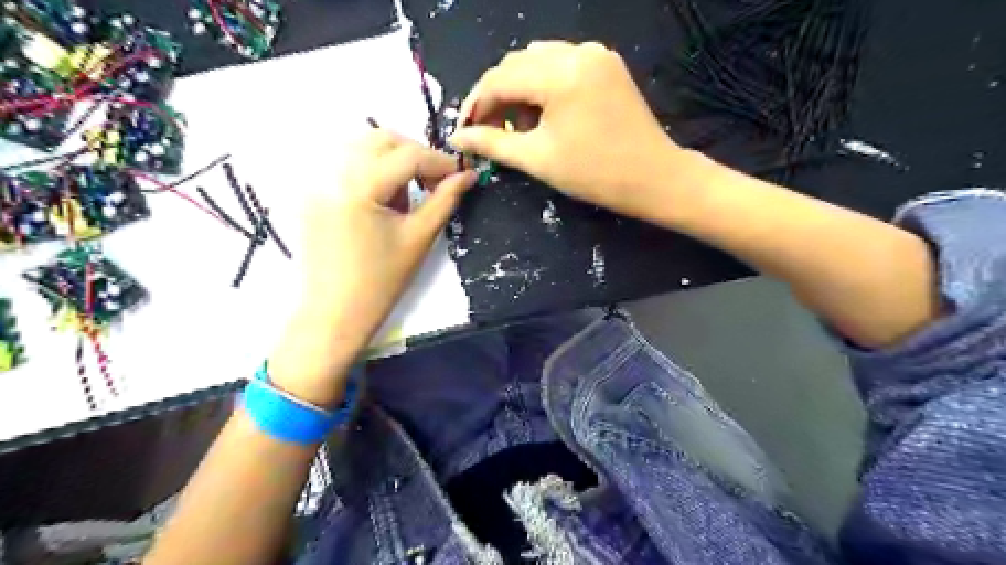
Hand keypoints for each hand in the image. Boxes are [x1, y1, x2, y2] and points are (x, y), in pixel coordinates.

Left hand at [270, 130, 475, 408]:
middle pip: (380, 138)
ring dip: (392, 159)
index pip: (407, 155)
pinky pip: (345, 163)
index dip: (439, 161)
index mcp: (358, 187)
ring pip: (360, 146)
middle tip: (433, 181)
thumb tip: (468, 175)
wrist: (334, 313)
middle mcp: (330, 173)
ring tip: (406, 195)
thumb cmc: (381, 282)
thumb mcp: (419, 238)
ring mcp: (316, 181)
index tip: (460, 174)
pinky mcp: (312, 193)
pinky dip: (371, 170)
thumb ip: (444, 200)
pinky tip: (382, 200)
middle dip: (414, 153)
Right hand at [452, 39, 688, 217]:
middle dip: (496, 97)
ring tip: (518, 126)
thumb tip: (457, 138)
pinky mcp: (605, 63)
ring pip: (537, 61)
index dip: (476, 105)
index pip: (499, 79)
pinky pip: (561, 64)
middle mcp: (577, 51)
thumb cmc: (594, 174)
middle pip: (516, 64)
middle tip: (489, 131)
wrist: (653, 178)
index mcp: (560, 74)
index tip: (464, 131)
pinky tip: (543, 113)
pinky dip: (543, 85)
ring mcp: (595, 53)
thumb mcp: (538, 159)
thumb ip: (493, 143)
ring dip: (518, 90)